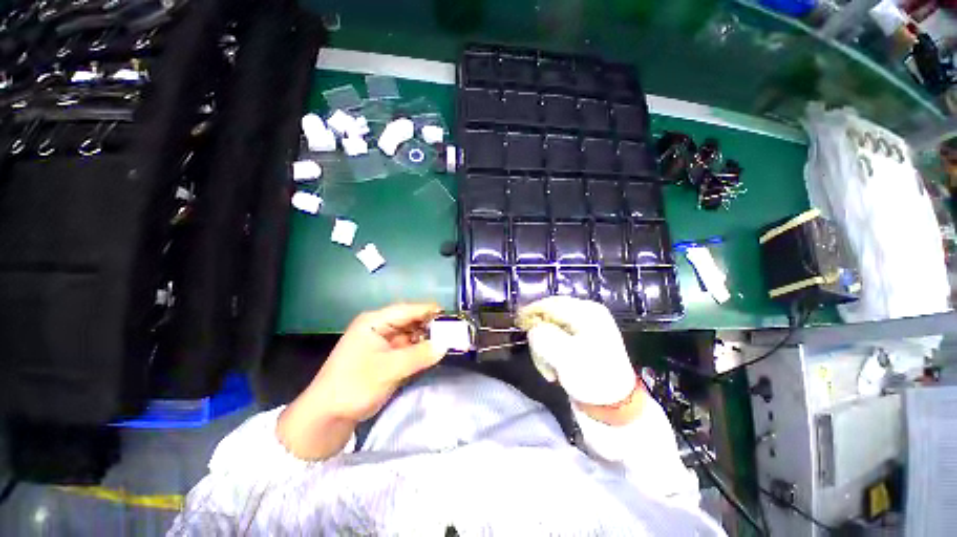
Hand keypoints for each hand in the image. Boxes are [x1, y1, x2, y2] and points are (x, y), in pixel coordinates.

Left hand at [277, 303, 445, 458]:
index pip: (407, 310)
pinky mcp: (385, 359)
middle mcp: (379, 328)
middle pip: (411, 322)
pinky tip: (433, 355)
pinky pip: (408, 350)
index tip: (451, 315)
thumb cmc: (353, 386)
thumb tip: (445, 345)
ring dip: (427, 340)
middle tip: (454, 332)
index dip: (429, 311)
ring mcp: (383, 344)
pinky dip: (420, 352)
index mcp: (374, 322)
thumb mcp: (388, 369)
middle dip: (430, 327)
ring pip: (411, 336)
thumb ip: (419, 355)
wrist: (326, 418)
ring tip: (448, 343)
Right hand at [516, 296, 636, 406]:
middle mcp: (587, 314)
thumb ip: (542, 335)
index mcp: (587, 312)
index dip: (531, 311)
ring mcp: (585, 327)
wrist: (614, 407)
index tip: (517, 322)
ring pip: (551, 329)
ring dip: (544, 348)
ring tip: (547, 369)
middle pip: (550, 315)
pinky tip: (554, 368)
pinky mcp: (581, 341)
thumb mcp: (564, 355)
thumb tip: (533, 327)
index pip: (551, 304)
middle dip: (540, 335)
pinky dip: (551, 352)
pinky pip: (557, 339)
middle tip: (536, 353)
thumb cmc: (591, 377)